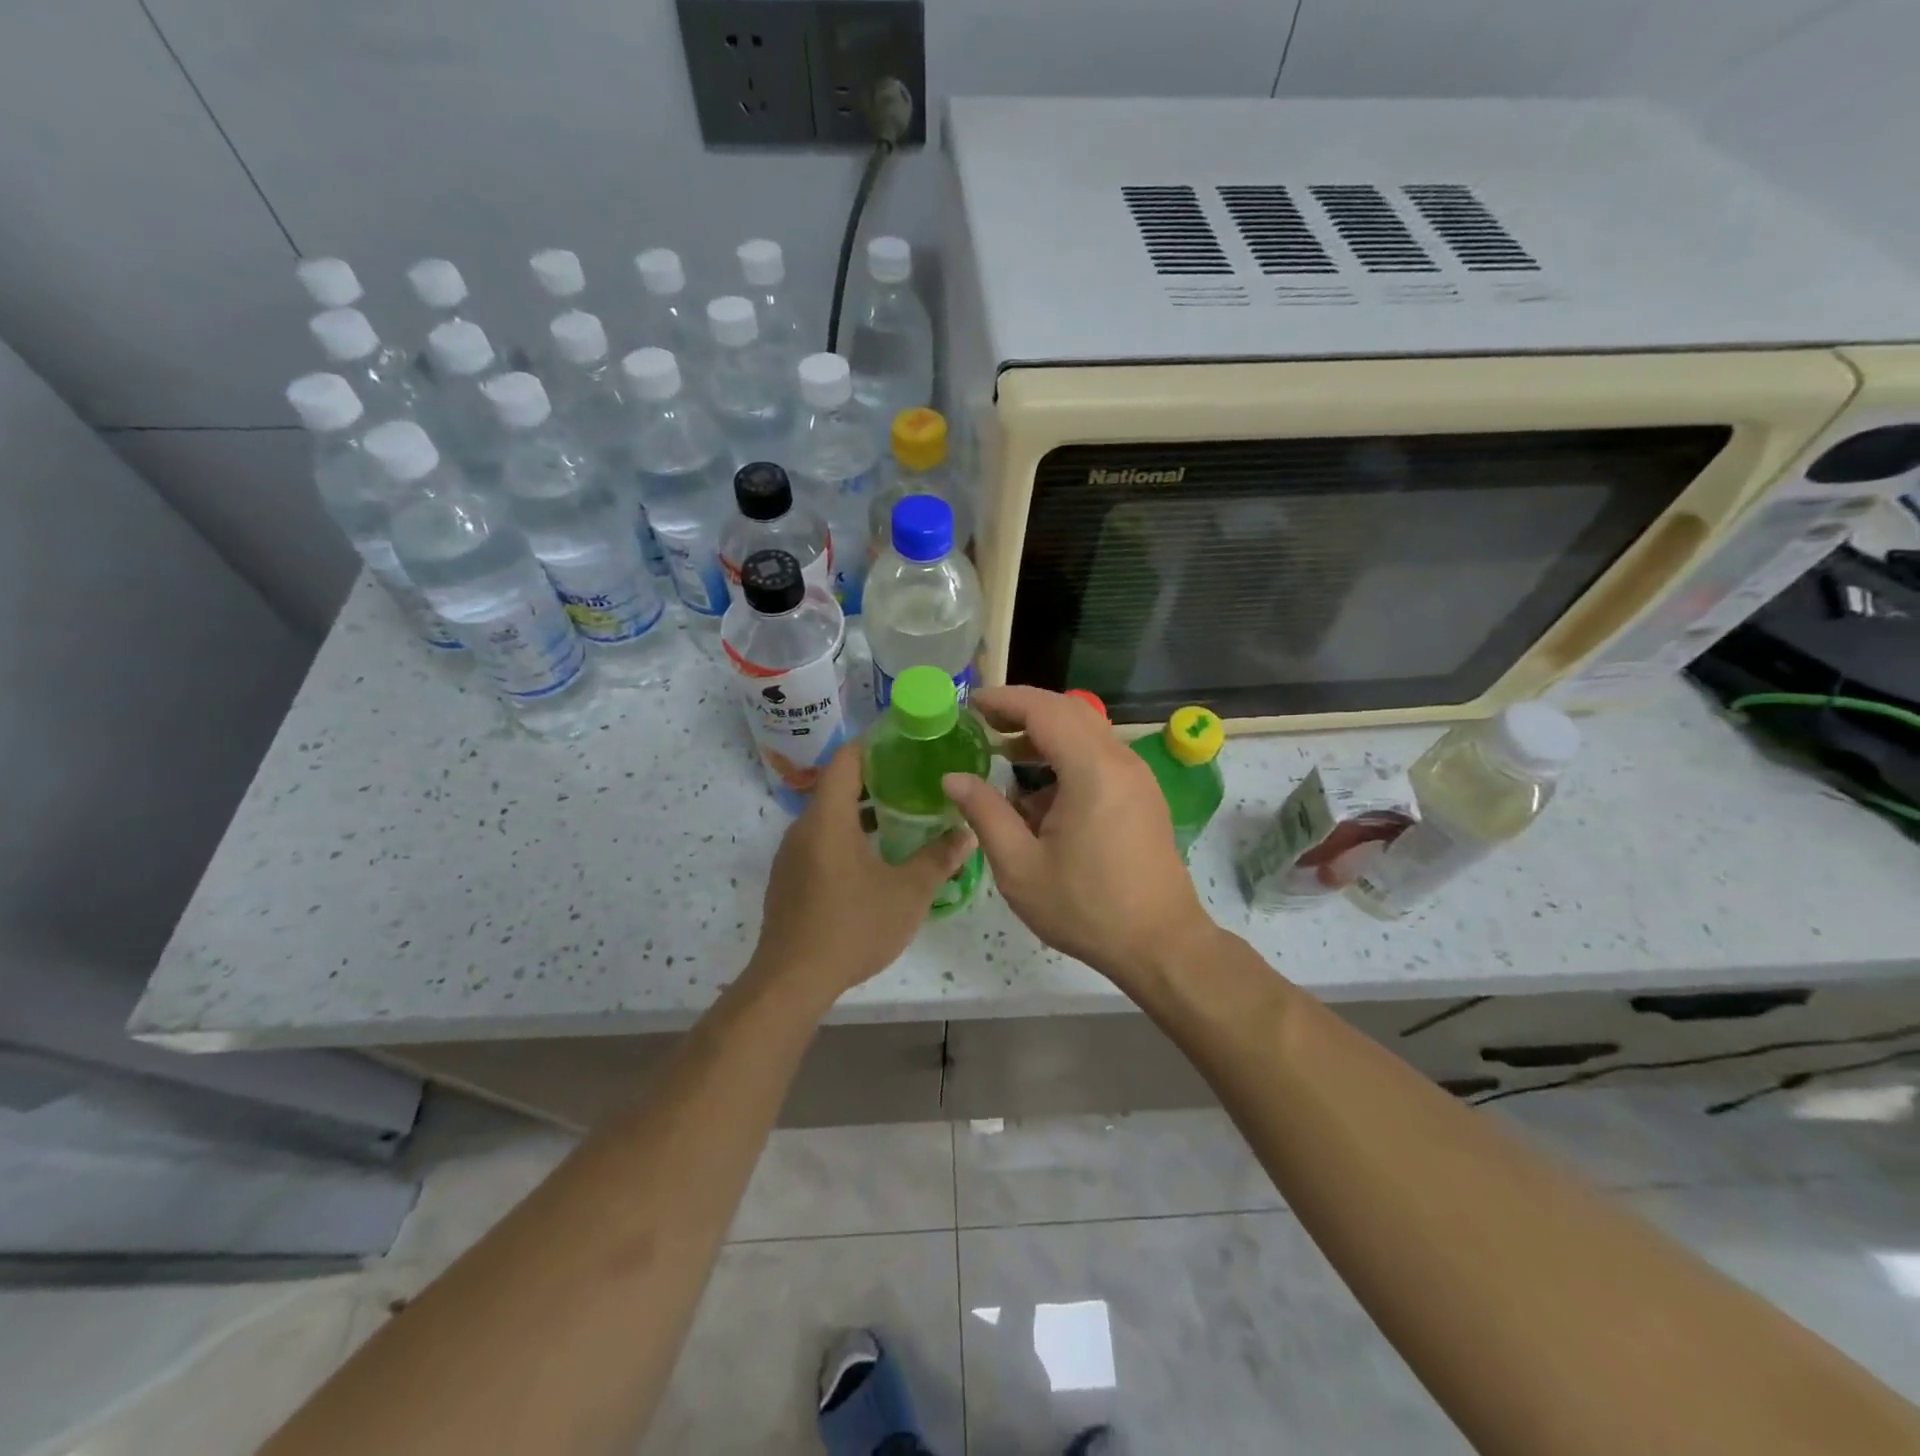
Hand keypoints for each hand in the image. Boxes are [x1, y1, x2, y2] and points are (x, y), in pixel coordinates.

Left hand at [747, 738, 976, 1005]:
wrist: (792, 981)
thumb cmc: (852, 927)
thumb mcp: (907, 893)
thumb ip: (939, 859)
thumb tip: (968, 834)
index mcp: (828, 818)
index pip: (847, 759)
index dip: (875, 744)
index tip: (906, 742)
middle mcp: (803, 828)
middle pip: (838, 785)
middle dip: (876, 778)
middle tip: (916, 780)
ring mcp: (791, 855)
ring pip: (828, 816)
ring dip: (861, 810)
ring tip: (901, 815)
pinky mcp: (788, 879)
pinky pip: (819, 840)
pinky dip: (846, 834)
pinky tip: (873, 856)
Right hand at [942, 686, 1216, 988]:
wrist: (1161, 944)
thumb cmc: (1086, 908)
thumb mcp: (1021, 867)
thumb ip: (985, 814)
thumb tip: (954, 778)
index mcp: (1092, 770)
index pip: (1045, 709)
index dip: (1004, 700)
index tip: (970, 704)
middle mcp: (1121, 761)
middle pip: (1069, 711)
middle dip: (1023, 710)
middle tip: (983, 723)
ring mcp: (1137, 776)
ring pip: (1087, 732)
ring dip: (1046, 734)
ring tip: (1004, 754)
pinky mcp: (1142, 794)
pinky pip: (1100, 756)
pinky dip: (1067, 756)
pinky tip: (1040, 793)